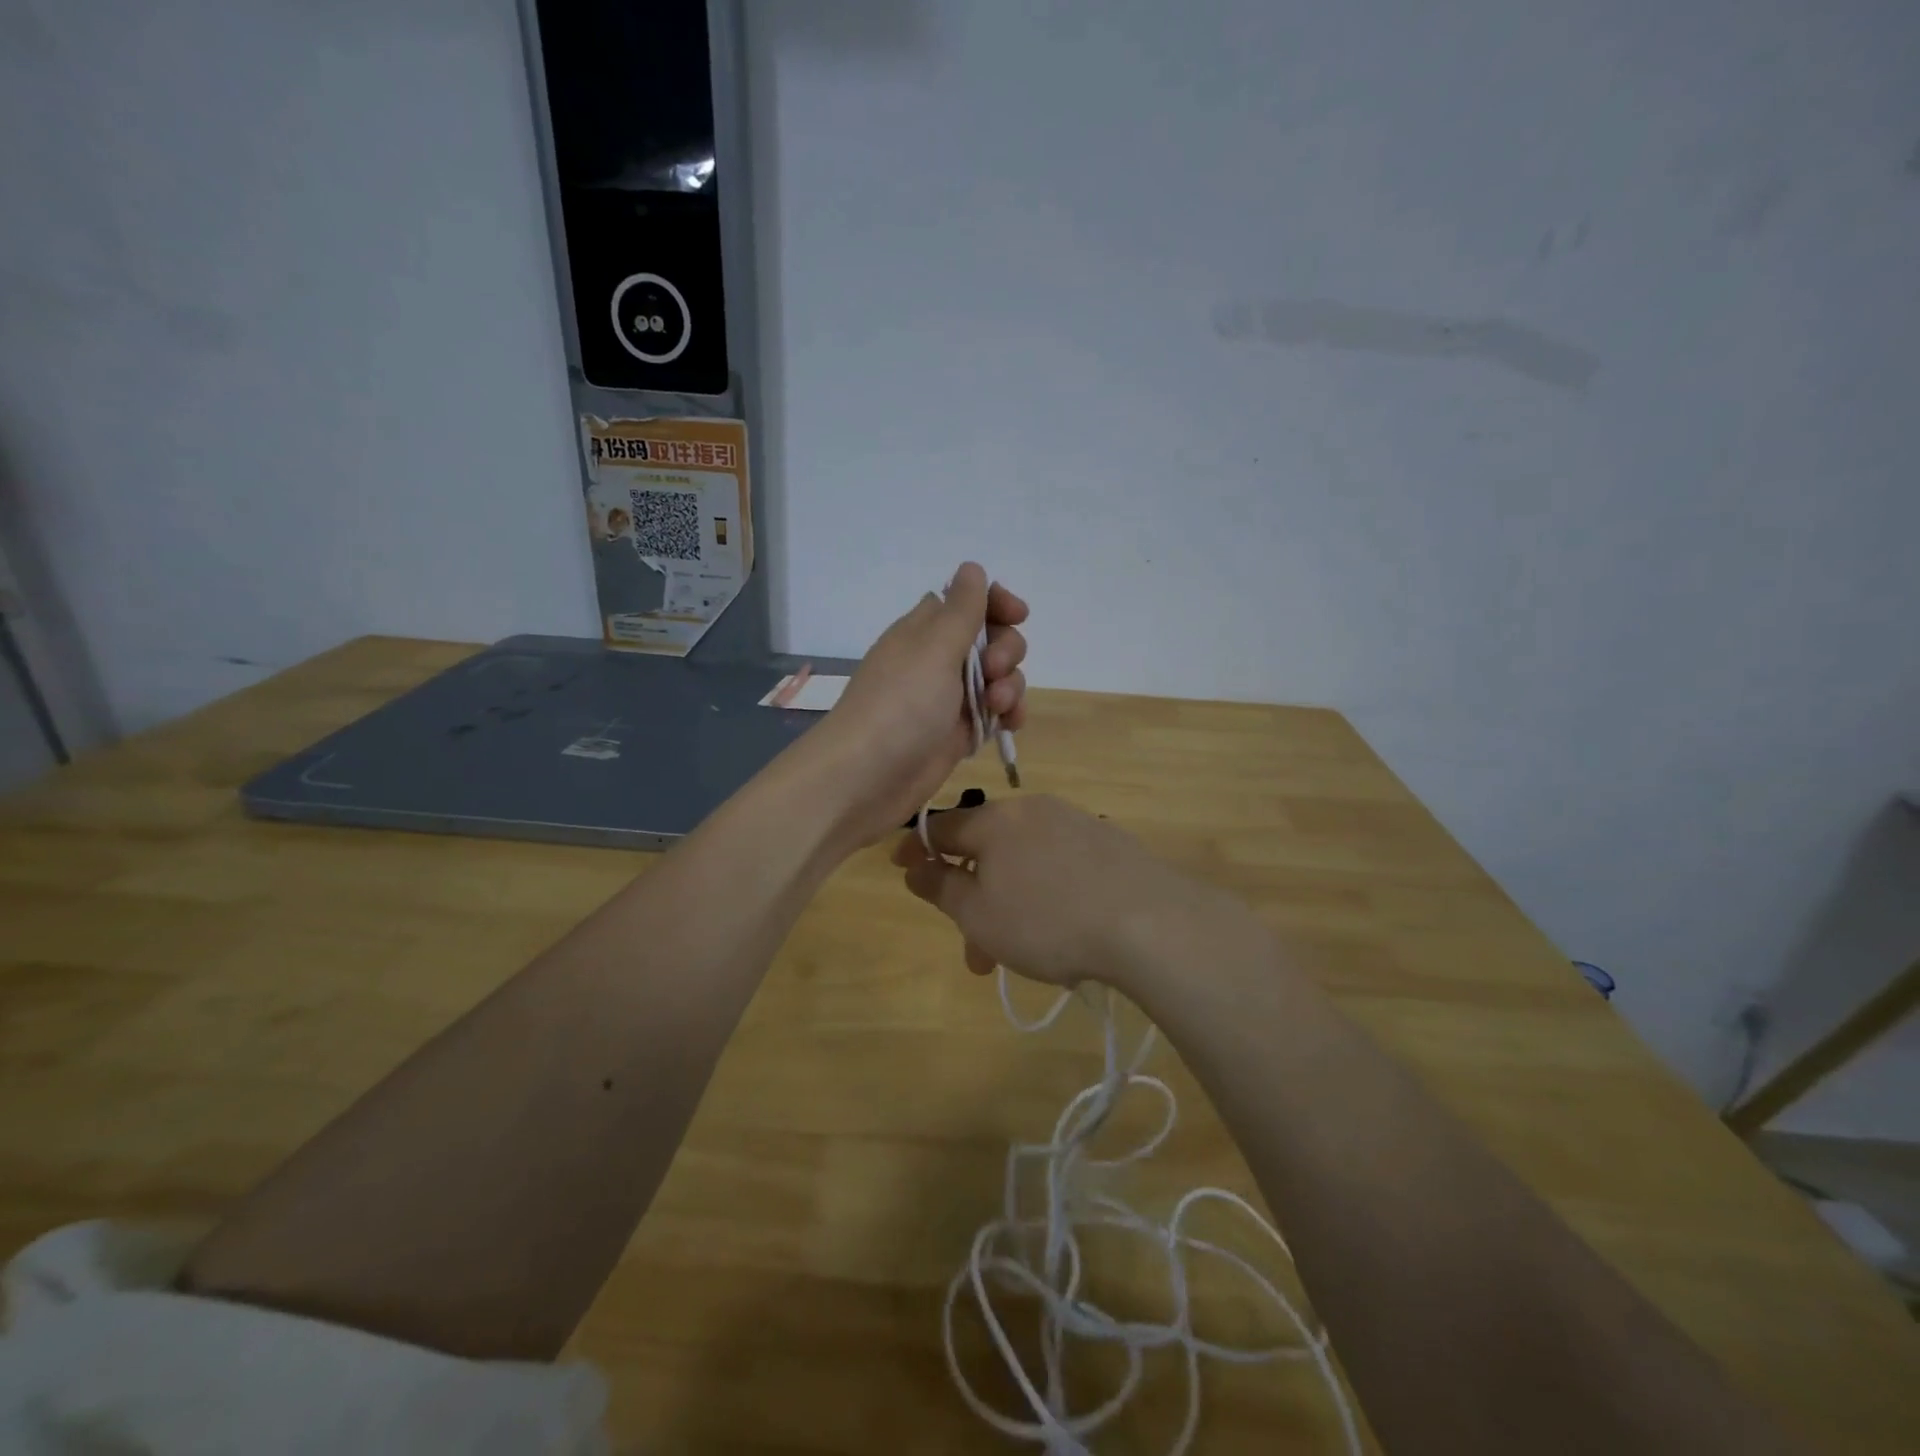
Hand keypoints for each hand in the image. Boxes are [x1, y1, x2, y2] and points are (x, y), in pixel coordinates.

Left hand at [810, 563, 1028, 847]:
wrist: (866, 777)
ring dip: (1011, 686)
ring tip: (999, 707)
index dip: (996, 604)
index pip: (967, 602)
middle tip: (996, 671)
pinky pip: (993, 714)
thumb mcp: (934, 648)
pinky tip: (1010, 725)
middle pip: (990, 639)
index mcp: (925, 631)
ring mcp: (947, 699)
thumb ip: (961, 609)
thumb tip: (971, 567)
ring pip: (997, 678)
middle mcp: (937, 660)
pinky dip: (1007, 715)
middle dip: (1007, 650)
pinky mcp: (956, 733)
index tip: (1018, 615)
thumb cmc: (901, 704)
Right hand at [891, 794, 1235, 990]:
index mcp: (995, 820)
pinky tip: (1062, 931)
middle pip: (986, 850)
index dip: (918, 849)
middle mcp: (1033, 811)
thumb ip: (940, 888)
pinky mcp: (1108, 844)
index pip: (942, 826)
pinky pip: (1058, 866)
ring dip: (1009, 905)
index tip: (903, 871)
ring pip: (1024, 864)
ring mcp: (1075, 823)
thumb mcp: (978, 915)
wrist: (1149, 921)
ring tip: (1020, 956)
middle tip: (976, 952)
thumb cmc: (1047, 920)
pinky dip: (1044, 895)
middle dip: (973, 900)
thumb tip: (915, 867)